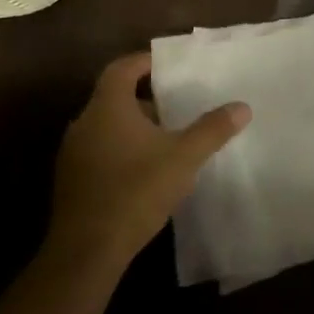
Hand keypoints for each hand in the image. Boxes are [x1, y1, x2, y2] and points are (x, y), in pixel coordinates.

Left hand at [45, 52, 249, 278]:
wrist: (87, 251)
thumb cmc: (136, 191)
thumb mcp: (184, 157)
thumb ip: (212, 129)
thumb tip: (242, 107)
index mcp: (107, 108)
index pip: (121, 68)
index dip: (144, 62)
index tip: (168, 65)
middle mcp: (83, 124)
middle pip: (114, 97)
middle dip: (145, 99)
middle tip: (176, 106)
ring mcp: (72, 154)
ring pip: (106, 127)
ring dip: (133, 127)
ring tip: (166, 139)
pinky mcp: (71, 181)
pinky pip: (98, 151)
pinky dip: (121, 150)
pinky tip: (144, 171)